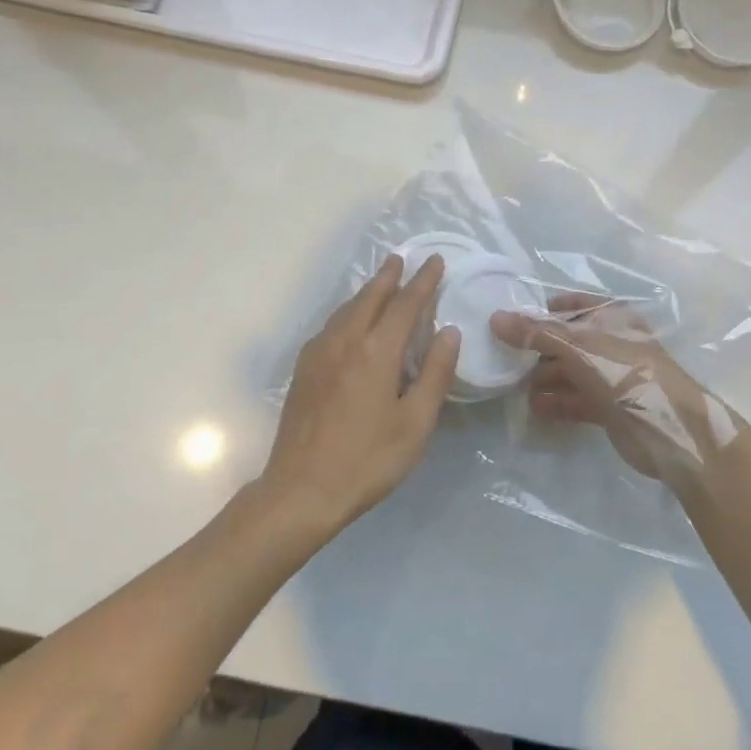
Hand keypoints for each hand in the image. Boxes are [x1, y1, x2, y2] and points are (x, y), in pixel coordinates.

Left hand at [258, 253, 459, 537]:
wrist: (301, 490)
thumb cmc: (367, 460)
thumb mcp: (415, 423)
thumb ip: (435, 373)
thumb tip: (449, 332)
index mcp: (376, 351)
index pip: (406, 304)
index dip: (423, 281)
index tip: (435, 261)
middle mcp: (345, 341)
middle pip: (370, 297)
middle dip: (390, 276)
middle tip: (403, 259)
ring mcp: (319, 353)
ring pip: (347, 309)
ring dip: (367, 291)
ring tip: (381, 282)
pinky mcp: (304, 369)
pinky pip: (332, 325)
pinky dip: (349, 311)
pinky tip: (352, 321)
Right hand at [490, 293, 739, 493]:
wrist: (670, 429)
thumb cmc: (627, 373)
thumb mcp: (578, 347)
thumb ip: (536, 333)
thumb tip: (495, 318)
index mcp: (611, 317)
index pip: (572, 305)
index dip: (543, 311)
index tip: (512, 322)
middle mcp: (611, 342)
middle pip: (566, 340)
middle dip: (537, 350)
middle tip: (505, 360)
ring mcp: (611, 376)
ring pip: (569, 371)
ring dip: (544, 379)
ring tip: (515, 389)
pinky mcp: (609, 407)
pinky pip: (575, 399)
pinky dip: (556, 403)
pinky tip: (535, 410)